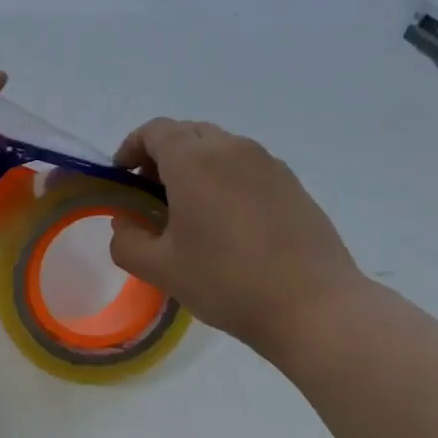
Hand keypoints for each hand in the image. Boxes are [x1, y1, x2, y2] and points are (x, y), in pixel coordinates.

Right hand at [107, 118, 369, 360]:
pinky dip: (225, 177)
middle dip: (162, 155)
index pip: (154, 131)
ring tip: (190, 210)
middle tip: (151, 194)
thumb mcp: (160, 269)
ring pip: (219, 147)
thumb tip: (124, 222)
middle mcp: (231, 148)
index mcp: (193, 161)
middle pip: (187, 133)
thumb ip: (127, 241)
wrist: (314, 306)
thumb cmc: (226, 282)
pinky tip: (228, 222)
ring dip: (195, 165)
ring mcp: (267, 163)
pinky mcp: (291, 183)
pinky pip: (246, 165)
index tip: (123, 178)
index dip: (131, 148)